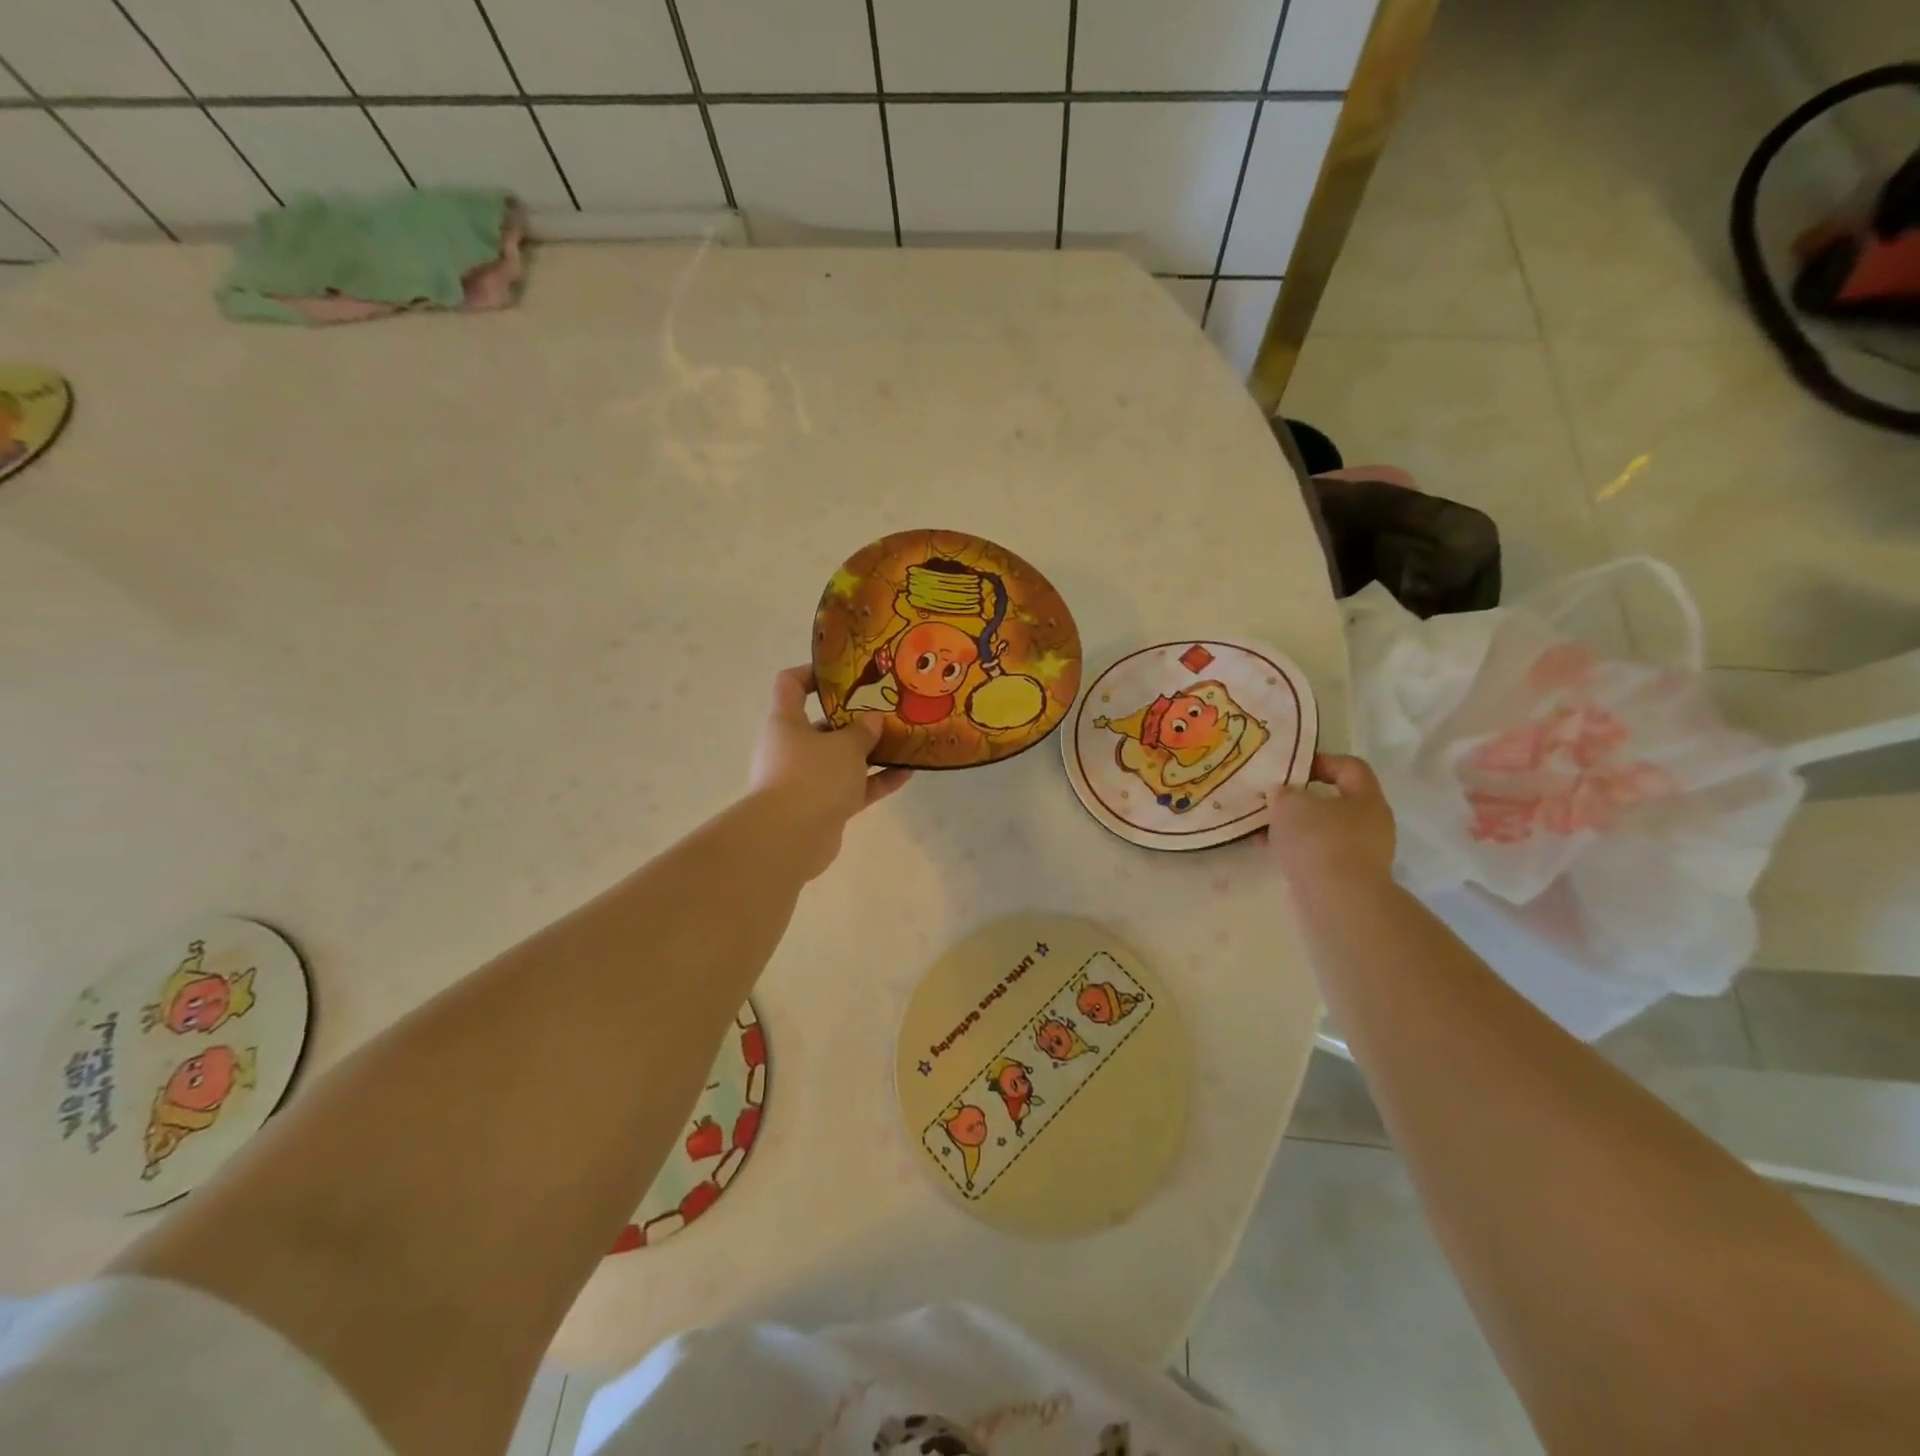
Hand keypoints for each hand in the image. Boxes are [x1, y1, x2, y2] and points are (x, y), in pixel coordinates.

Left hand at [750, 666, 911, 877]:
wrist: (790, 839)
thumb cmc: (812, 776)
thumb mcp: (845, 745)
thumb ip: (862, 730)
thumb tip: (872, 719)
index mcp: (786, 722)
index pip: (790, 684)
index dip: (814, 673)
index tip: (845, 672)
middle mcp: (791, 748)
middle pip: (822, 725)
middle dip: (854, 719)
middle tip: (886, 710)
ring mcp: (806, 780)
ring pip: (841, 760)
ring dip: (870, 753)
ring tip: (903, 741)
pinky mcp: (822, 807)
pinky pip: (852, 788)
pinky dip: (875, 782)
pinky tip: (906, 775)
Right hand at [1264, 753, 1395, 892]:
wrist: (1337, 901)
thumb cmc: (1319, 840)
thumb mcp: (1291, 803)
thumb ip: (1284, 792)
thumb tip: (1283, 795)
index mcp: (1367, 799)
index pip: (1350, 767)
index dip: (1321, 761)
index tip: (1290, 767)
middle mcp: (1371, 825)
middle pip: (1335, 801)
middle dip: (1301, 799)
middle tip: (1272, 798)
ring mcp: (1360, 855)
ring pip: (1322, 830)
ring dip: (1294, 827)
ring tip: (1262, 825)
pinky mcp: (1344, 879)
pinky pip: (1316, 855)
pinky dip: (1294, 850)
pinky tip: (1267, 849)